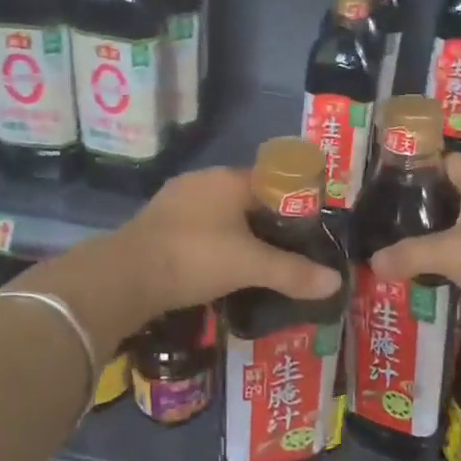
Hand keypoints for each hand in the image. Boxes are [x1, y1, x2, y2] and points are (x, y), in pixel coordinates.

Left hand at [111, 167, 340, 319]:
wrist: (124, 277)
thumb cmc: (195, 257)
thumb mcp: (251, 265)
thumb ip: (293, 273)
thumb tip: (336, 282)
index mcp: (228, 179)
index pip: (273, 180)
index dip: (295, 202)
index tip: (309, 228)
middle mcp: (202, 181)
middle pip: (247, 198)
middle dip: (267, 222)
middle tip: (288, 251)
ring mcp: (175, 201)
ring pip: (220, 214)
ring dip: (237, 234)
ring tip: (257, 263)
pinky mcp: (156, 224)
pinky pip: (197, 229)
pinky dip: (213, 244)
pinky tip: (219, 267)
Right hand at [368, 154, 460, 324]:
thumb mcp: (445, 255)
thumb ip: (408, 255)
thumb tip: (374, 262)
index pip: (451, 161)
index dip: (425, 167)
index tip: (397, 184)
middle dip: (435, 205)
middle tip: (403, 221)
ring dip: (454, 234)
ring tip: (423, 249)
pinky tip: (453, 274)